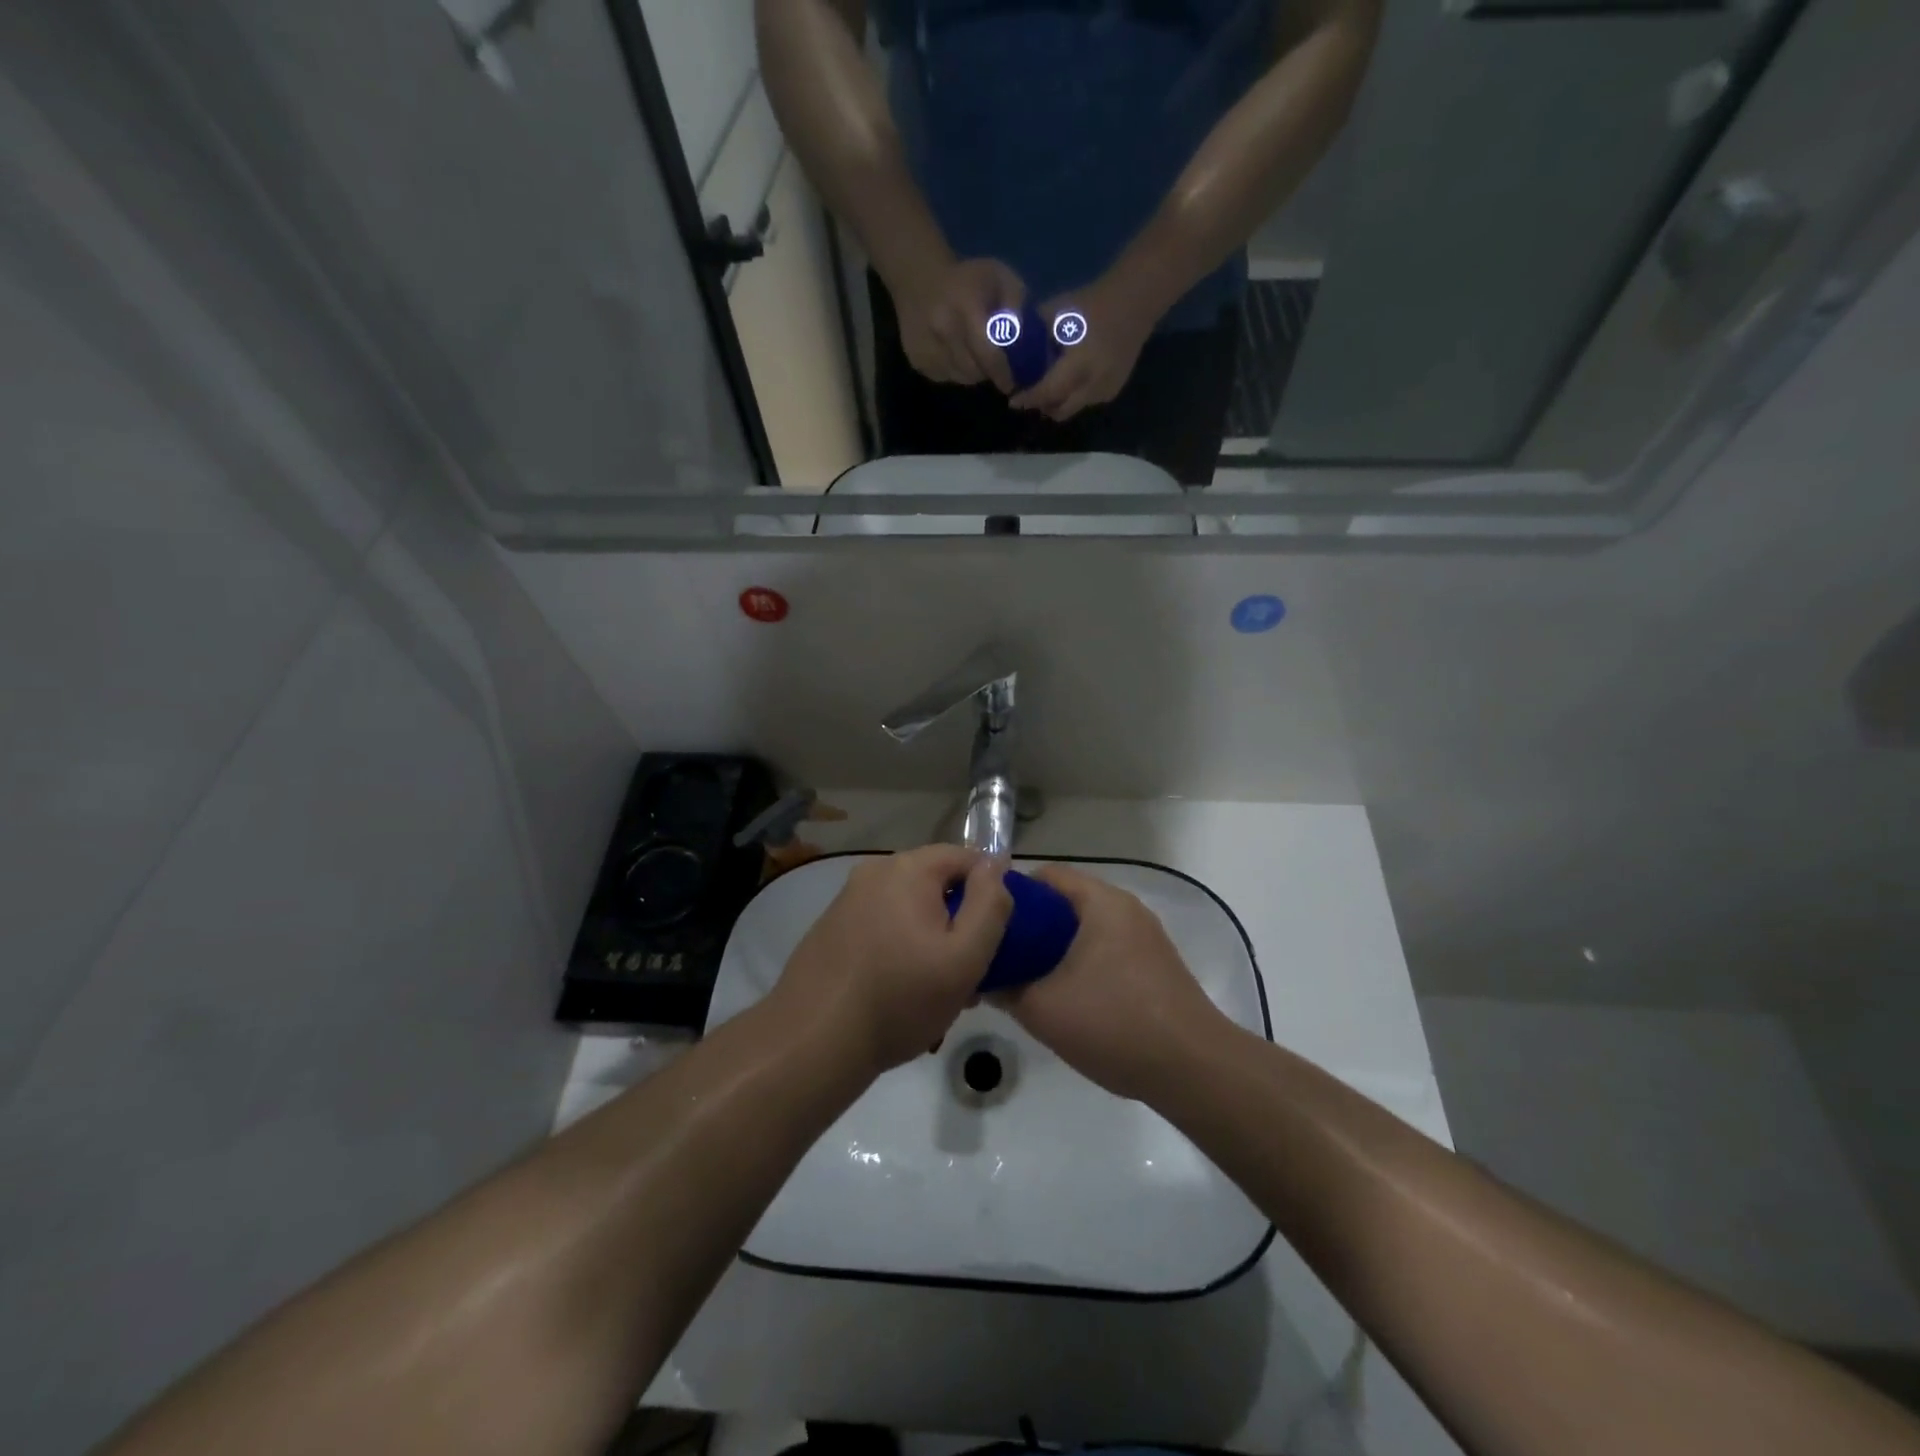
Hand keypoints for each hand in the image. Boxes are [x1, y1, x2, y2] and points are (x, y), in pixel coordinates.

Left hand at [775, 846, 1013, 1073]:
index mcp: (908, 868)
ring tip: (937, 989)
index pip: (967, 858)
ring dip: (930, 938)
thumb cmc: (899, 999)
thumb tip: (997, 863)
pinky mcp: (832, 926)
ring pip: (909, 907)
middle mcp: (875, 871)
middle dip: (958, 921)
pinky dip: (900, 946)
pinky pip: (882, 924)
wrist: (813, 1040)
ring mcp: (849, 898)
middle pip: (937, 883)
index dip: (989, 893)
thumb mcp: (964, 958)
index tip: (995, 938)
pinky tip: (901, 989)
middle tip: (969, 972)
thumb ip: (990, 905)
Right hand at [893, 258, 1026, 392]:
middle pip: (975, 370)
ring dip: (973, 372)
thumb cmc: (968, 278)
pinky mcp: (917, 360)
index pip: (989, 354)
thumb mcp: (1000, 278)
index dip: (1004, 372)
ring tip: (975, 354)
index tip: (1013, 381)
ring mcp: (927, 347)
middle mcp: (943, 329)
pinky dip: (956, 371)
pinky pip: (946, 376)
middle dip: (990, 372)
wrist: (918, 277)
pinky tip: (956, 352)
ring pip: (961, 377)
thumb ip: (1017, 307)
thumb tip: (1025, 344)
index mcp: (966, 306)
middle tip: (996, 365)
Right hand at [996, 864, 1227, 1099]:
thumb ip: (1003, 987)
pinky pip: (1104, 949)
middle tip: (997, 953)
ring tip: (1022, 977)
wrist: (1193, 1069)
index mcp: (1101, 902)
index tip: (982, 922)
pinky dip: (1078, 962)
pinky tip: (1061, 995)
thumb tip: (981, 977)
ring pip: (1084, 929)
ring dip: (1052, 948)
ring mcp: (1144, 938)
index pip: (1045, 875)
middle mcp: (1125, 909)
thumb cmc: (1114, 1023)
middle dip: (1028, 925)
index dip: (1008, 894)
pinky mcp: (1154, 966)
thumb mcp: (1042, 1008)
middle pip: (1064, 902)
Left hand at [1009, 275, 1159, 421]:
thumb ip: (1035, 334)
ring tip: (1045, 390)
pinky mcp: (1113, 390)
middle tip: (1027, 398)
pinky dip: (1073, 398)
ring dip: (1057, 404)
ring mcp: (1106, 390)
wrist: (1135, 301)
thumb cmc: (1092, 303)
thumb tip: (1012, 349)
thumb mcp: (1057, 313)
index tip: (1013, 400)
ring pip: (1073, 409)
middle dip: (1042, 406)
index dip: (1029, 399)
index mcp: (1079, 364)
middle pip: (1060, 410)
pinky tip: (1067, 384)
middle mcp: (1093, 383)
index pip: (1048, 391)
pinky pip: (1086, 403)